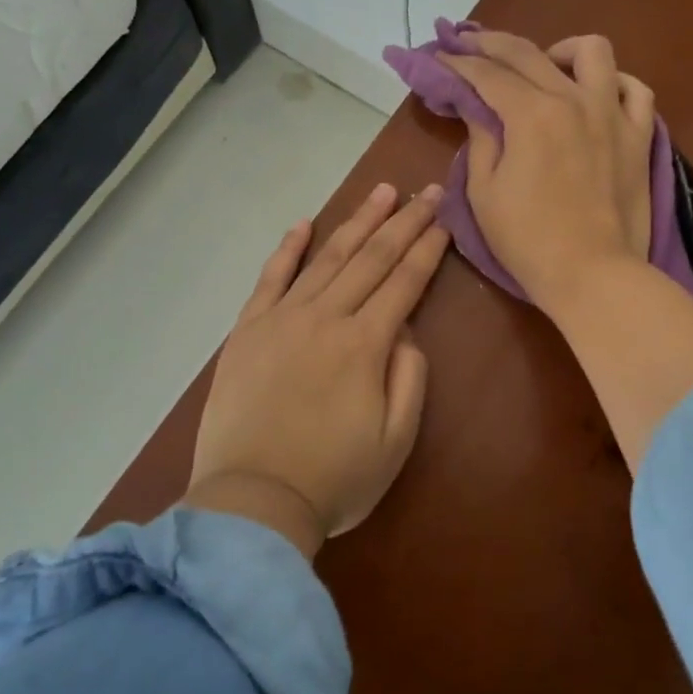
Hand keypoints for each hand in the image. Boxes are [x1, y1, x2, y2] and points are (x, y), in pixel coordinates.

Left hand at [185, 183, 449, 555]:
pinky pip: (269, 279)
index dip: (428, 247)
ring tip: (381, 193)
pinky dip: (287, 249)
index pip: (404, 281)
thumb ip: (409, 376)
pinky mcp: (247, 330)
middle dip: (403, 222)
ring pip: (326, 258)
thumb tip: (405, 329)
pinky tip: (302, 224)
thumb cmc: (334, 479)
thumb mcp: (396, 440)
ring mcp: (281, 319)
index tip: (444, 218)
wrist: (251, 503)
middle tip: (426, 190)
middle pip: (372, 258)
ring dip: (357, 222)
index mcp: (365, 344)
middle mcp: (325, 317)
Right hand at [439, 31, 655, 312]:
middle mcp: (573, 100)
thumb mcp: (484, 192)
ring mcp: (612, 115)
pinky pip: (635, 90)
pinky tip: (597, 94)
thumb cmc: (528, 240)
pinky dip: (614, 83)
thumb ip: (481, 139)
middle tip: (468, 45)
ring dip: (561, 51)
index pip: (486, 74)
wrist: (593, 275)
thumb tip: (477, 107)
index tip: (438, 56)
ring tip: (545, 68)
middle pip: (528, 52)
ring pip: (593, 52)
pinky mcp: (639, 136)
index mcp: (531, 114)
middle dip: (490, 43)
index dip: (456, 62)